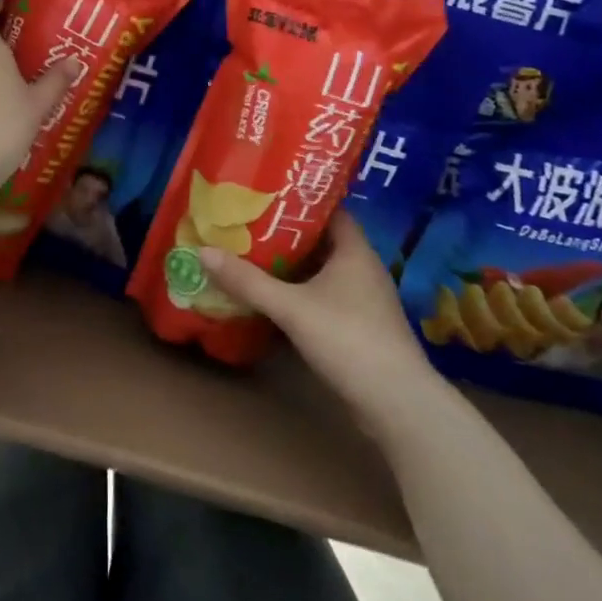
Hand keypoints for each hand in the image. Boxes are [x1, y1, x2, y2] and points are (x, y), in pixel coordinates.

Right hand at [200, 213, 440, 436]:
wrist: (398, 406)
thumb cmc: (348, 339)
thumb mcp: (291, 307)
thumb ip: (248, 281)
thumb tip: (203, 251)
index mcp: (354, 250)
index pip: (329, 209)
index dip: (299, 200)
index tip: (265, 195)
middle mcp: (362, 268)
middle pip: (321, 240)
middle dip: (286, 233)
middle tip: (247, 223)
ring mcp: (364, 300)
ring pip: (322, 271)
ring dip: (292, 266)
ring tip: (252, 256)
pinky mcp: (360, 327)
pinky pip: (325, 297)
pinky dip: (300, 293)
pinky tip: (274, 298)